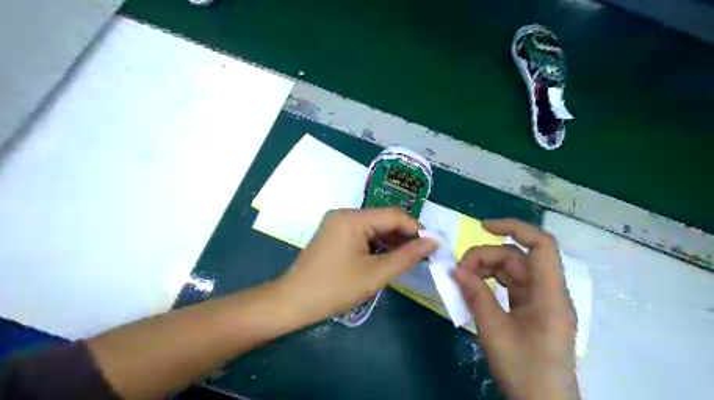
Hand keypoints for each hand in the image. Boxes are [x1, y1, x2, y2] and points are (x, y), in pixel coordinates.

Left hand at [275, 207, 437, 326]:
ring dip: (391, 240)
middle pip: (382, 219)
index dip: (416, 228)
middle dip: (404, 236)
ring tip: (409, 257)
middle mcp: (344, 214)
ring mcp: (337, 223)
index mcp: (352, 218)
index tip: (432, 245)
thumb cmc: (335, 288)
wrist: (293, 302)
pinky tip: (387, 256)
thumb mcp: (375, 274)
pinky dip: (376, 244)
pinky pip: (362, 234)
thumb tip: (433, 242)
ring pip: (373, 227)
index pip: (393, 215)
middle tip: (423, 254)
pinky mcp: (333, 234)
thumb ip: (406, 256)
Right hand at [454, 218, 575, 399]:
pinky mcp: (531, 310)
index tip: (483, 227)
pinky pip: (509, 286)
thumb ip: (475, 296)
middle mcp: (548, 293)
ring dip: (485, 269)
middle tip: (458, 271)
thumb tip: (455, 269)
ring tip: (462, 280)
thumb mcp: (494, 333)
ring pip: (511, 270)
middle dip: (486, 257)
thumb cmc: (525, 372)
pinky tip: (472, 289)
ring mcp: (540, 302)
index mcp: (550, 295)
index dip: (514, 228)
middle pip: (517, 258)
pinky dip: (489, 283)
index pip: (541, 245)